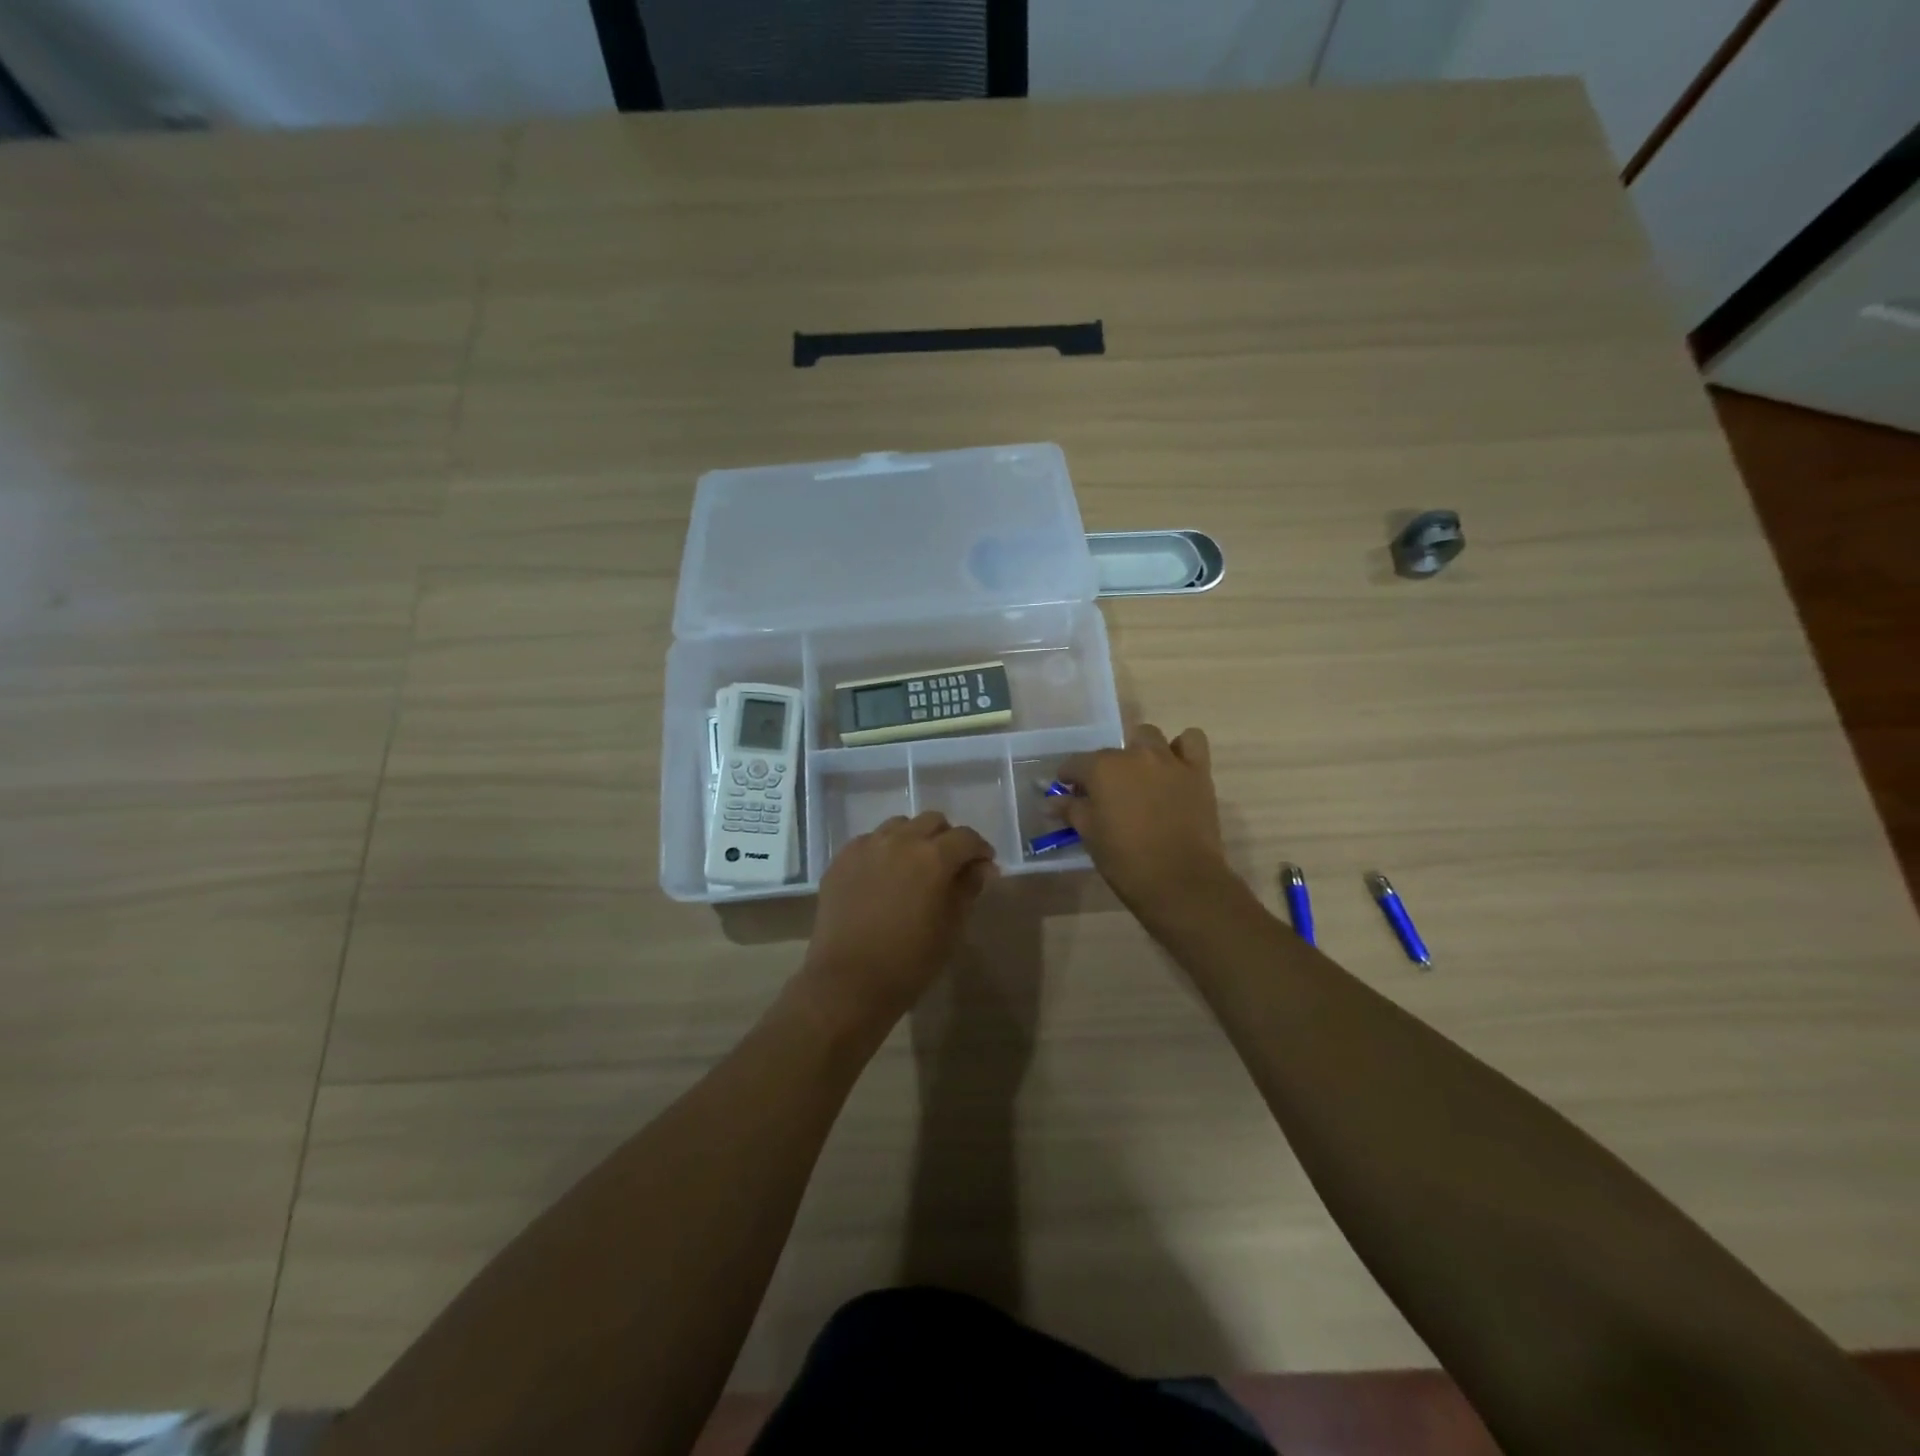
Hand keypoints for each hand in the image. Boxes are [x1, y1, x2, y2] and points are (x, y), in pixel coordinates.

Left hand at [801, 811, 997, 1034]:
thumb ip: (968, 889)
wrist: (848, 982)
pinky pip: (869, 842)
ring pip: (898, 826)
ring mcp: (866, 847)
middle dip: (947, 838)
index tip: (983, 867)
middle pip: (932, 821)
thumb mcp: (951, 928)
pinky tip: (883, 877)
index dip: (979, 850)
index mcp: (933, 857)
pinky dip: (883, 851)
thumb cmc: (909, 962)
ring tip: (913, 868)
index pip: (966, 837)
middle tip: (949, 865)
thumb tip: (982, 867)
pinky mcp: (841, 859)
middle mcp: (900, 841)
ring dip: (913, 839)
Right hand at [1055, 724, 1233, 916]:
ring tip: (1140, 776)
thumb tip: (1052, 801)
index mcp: (1103, 769)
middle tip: (1107, 792)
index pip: (1075, 763)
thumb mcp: (1090, 835)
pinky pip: (1192, 741)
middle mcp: (1135, 755)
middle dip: (1106, 766)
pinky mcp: (1198, 771)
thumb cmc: (1126, 860)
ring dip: (1141, 751)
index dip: (1069, 777)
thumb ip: (1071, 810)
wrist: (1180, 881)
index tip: (1068, 792)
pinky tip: (1175, 766)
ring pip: (1150, 737)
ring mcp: (1169, 760)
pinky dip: (1182, 747)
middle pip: (1113, 750)